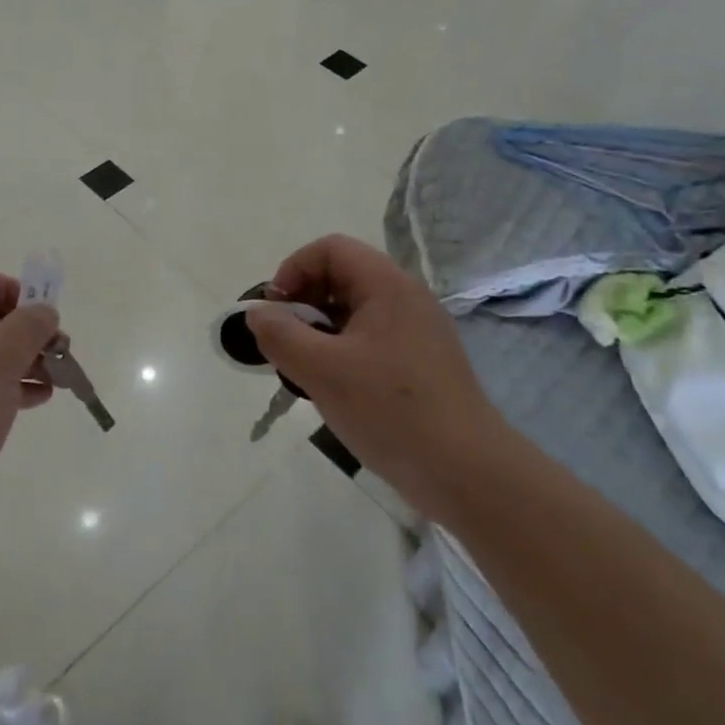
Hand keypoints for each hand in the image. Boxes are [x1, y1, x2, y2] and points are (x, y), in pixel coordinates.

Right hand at [247, 235, 501, 514]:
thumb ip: (279, 334)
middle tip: (283, 343)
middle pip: (340, 277)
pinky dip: (339, 353)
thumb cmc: (392, 411)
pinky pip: (368, 341)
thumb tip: (256, 313)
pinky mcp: (419, 365)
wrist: (468, 475)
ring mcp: (416, 333)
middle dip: (302, 304)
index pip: (330, 249)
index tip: (275, 312)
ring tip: (302, 370)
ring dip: (317, 332)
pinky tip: (330, 390)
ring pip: (351, 313)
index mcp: (388, 286)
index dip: (293, 270)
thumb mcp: (321, 370)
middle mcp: (406, 300)